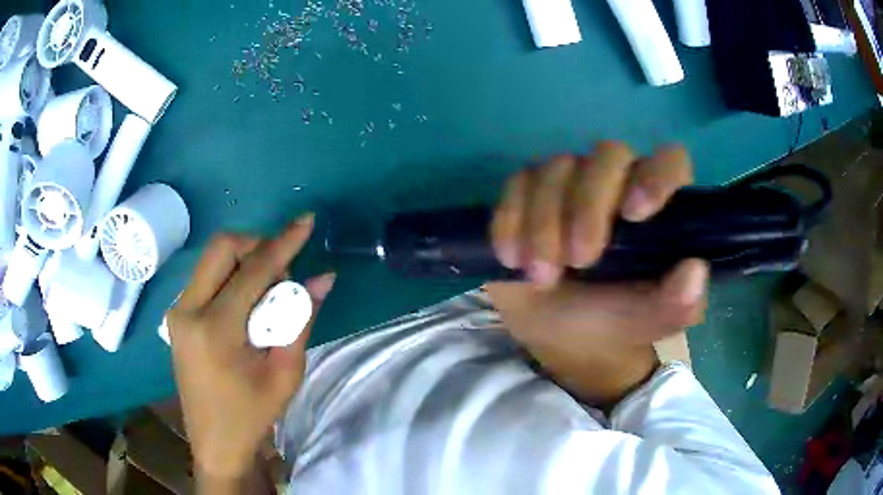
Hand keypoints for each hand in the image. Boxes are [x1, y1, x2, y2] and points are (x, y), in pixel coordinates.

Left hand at [167, 214, 335, 481]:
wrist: (214, 441)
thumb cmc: (252, 414)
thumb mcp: (285, 373)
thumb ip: (300, 319)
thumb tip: (323, 278)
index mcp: (215, 329)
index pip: (253, 270)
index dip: (283, 243)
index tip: (306, 221)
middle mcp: (188, 310)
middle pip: (222, 247)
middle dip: (257, 244)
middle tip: (282, 271)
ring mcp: (177, 311)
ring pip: (212, 258)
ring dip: (244, 260)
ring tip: (266, 293)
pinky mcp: (177, 315)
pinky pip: (206, 276)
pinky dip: (231, 275)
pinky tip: (246, 303)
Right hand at [485, 142, 708, 404]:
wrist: (556, 334)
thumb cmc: (611, 321)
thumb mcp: (647, 320)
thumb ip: (677, 303)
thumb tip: (694, 269)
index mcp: (656, 208)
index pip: (669, 162)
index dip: (656, 175)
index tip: (634, 214)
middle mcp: (616, 183)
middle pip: (608, 156)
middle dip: (587, 206)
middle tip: (578, 261)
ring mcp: (570, 183)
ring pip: (557, 168)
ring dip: (543, 222)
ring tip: (541, 277)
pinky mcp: (527, 194)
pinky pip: (517, 185)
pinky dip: (510, 222)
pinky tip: (511, 259)